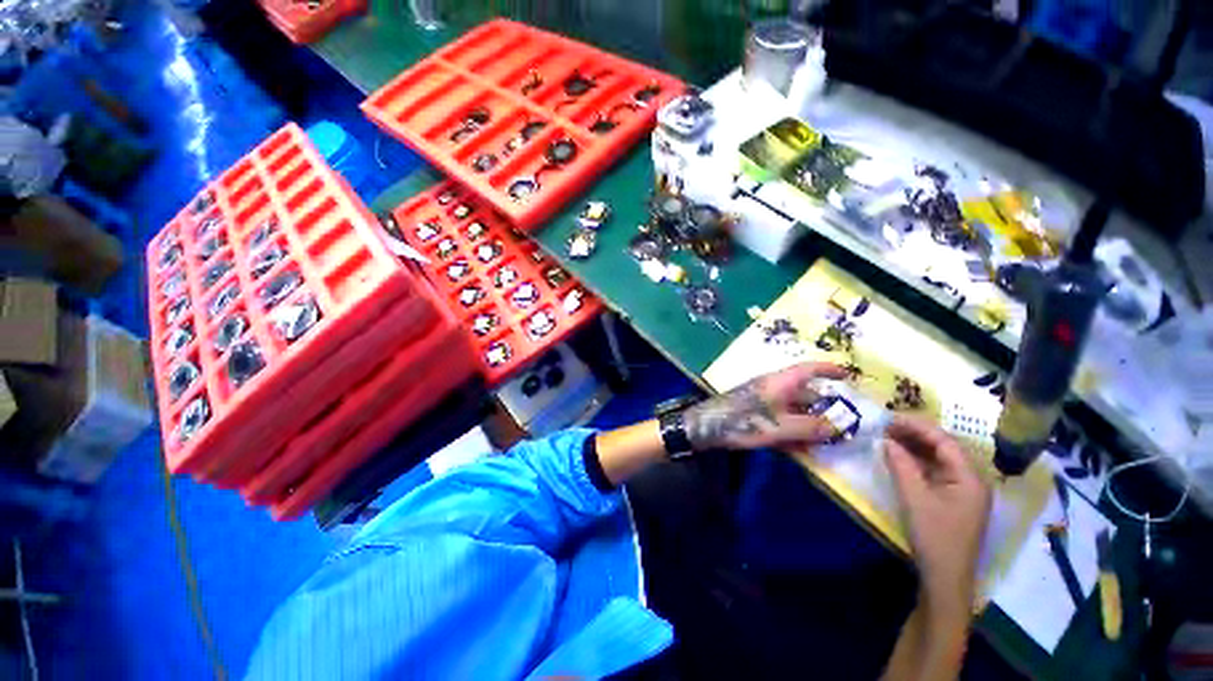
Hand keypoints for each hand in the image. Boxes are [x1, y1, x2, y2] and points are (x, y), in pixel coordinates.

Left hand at [683, 362, 848, 451]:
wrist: (708, 427)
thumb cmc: (744, 420)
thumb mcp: (780, 426)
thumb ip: (810, 427)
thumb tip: (838, 427)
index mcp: (780, 382)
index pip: (809, 369)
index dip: (829, 370)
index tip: (849, 376)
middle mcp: (773, 387)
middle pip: (804, 393)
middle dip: (824, 408)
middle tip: (844, 425)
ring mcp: (763, 401)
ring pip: (793, 409)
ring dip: (809, 423)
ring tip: (827, 442)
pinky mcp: (755, 413)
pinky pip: (781, 419)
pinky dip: (793, 430)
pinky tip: (802, 449)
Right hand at [884, 416, 991, 616]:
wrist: (946, 577)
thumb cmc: (934, 536)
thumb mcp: (914, 498)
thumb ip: (901, 465)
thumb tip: (887, 440)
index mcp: (970, 478)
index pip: (945, 441)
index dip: (917, 427)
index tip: (890, 418)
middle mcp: (972, 479)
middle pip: (945, 447)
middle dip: (916, 434)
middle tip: (886, 426)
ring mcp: (965, 490)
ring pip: (940, 458)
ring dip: (916, 446)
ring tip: (889, 437)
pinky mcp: (955, 499)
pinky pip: (937, 471)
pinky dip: (919, 461)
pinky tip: (901, 457)